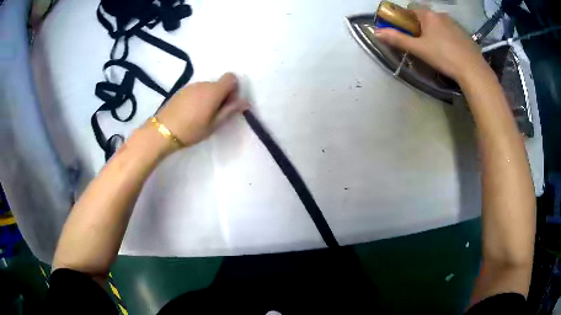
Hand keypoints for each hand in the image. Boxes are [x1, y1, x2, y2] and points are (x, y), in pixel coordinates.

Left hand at [155, 73, 250, 147]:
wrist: (163, 131)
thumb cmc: (191, 130)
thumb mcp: (214, 124)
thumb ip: (230, 110)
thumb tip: (245, 102)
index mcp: (213, 91)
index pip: (231, 77)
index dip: (234, 89)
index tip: (228, 104)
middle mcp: (203, 83)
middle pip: (219, 83)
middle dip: (222, 95)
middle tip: (215, 114)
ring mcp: (191, 86)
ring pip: (207, 87)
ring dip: (209, 97)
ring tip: (201, 115)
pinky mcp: (181, 90)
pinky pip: (196, 90)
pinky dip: (199, 98)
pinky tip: (190, 112)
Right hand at [374, 8, 488, 83]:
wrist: (473, 70)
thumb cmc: (444, 56)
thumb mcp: (419, 49)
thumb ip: (398, 39)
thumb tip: (377, 32)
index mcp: (428, 15)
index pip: (410, 10)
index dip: (405, 20)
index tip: (406, 33)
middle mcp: (441, 14)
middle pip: (425, 17)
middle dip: (420, 28)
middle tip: (422, 44)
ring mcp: (455, 23)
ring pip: (439, 24)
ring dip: (434, 32)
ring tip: (438, 50)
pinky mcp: (464, 34)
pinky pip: (450, 31)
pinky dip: (447, 37)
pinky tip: (450, 51)